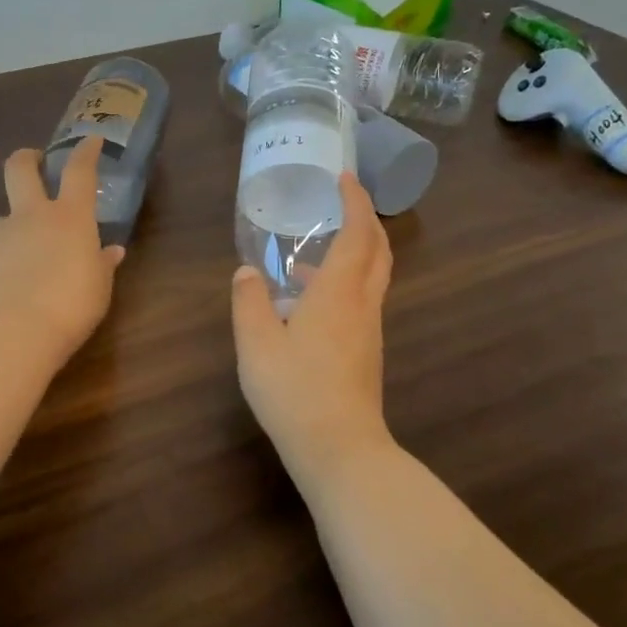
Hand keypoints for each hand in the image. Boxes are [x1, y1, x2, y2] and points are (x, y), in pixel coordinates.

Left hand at [0, 137, 124, 360]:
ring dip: (15, 223)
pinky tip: (10, 280)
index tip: (90, 140)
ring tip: (27, 252)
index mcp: (70, 217)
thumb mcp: (99, 287)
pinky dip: (3, 256)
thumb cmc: (71, 305)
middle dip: (27, 158)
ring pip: (4, 214)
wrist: (14, 330)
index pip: (79, 171)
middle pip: (20, 168)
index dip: (85, 152)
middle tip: (34, 161)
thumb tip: (111, 252)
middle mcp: (32, 216)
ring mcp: (0, 234)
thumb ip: (102, 264)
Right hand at [232, 174, 393, 471]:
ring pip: (373, 277)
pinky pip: (362, 300)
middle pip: (378, 251)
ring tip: (316, 253)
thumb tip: (247, 272)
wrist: (340, 448)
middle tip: (345, 203)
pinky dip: (347, 282)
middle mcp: (362, 304)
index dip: (355, 201)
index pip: (358, 233)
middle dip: (367, 221)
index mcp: (339, 292)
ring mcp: (369, 330)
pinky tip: (311, 302)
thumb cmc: (295, 390)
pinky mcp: (367, 352)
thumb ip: (249, 301)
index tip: (344, 179)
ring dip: (357, 252)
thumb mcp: (256, 343)